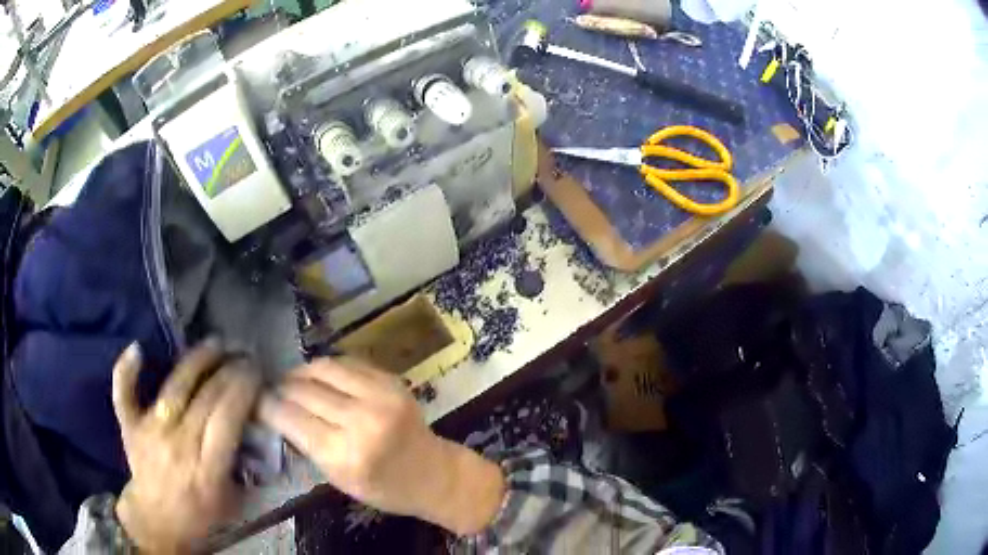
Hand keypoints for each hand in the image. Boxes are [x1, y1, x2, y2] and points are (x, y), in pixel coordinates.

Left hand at [111, 340, 261, 552]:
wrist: (158, 522)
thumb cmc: (200, 516)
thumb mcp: (232, 502)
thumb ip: (243, 468)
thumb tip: (256, 431)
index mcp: (207, 469)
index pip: (228, 417)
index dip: (244, 388)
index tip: (257, 372)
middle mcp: (178, 444)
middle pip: (206, 396)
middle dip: (229, 371)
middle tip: (245, 356)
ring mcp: (151, 432)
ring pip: (174, 387)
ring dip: (197, 361)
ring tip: (215, 343)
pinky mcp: (130, 426)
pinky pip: (124, 394)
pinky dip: (126, 371)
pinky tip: (137, 348)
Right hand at [259, 358, 504, 535]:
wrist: (434, 474)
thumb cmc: (384, 488)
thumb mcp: (339, 479)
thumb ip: (308, 446)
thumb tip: (277, 413)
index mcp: (344, 455)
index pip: (290, 418)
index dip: (267, 406)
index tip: (256, 402)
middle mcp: (361, 421)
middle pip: (303, 390)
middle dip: (281, 388)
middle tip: (271, 389)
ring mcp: (380, 396)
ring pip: (323, 369)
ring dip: (301, 372)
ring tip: (292, 380)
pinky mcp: (392, 381)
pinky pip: (348, 363)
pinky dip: (328, 368)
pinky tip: (319, 376)